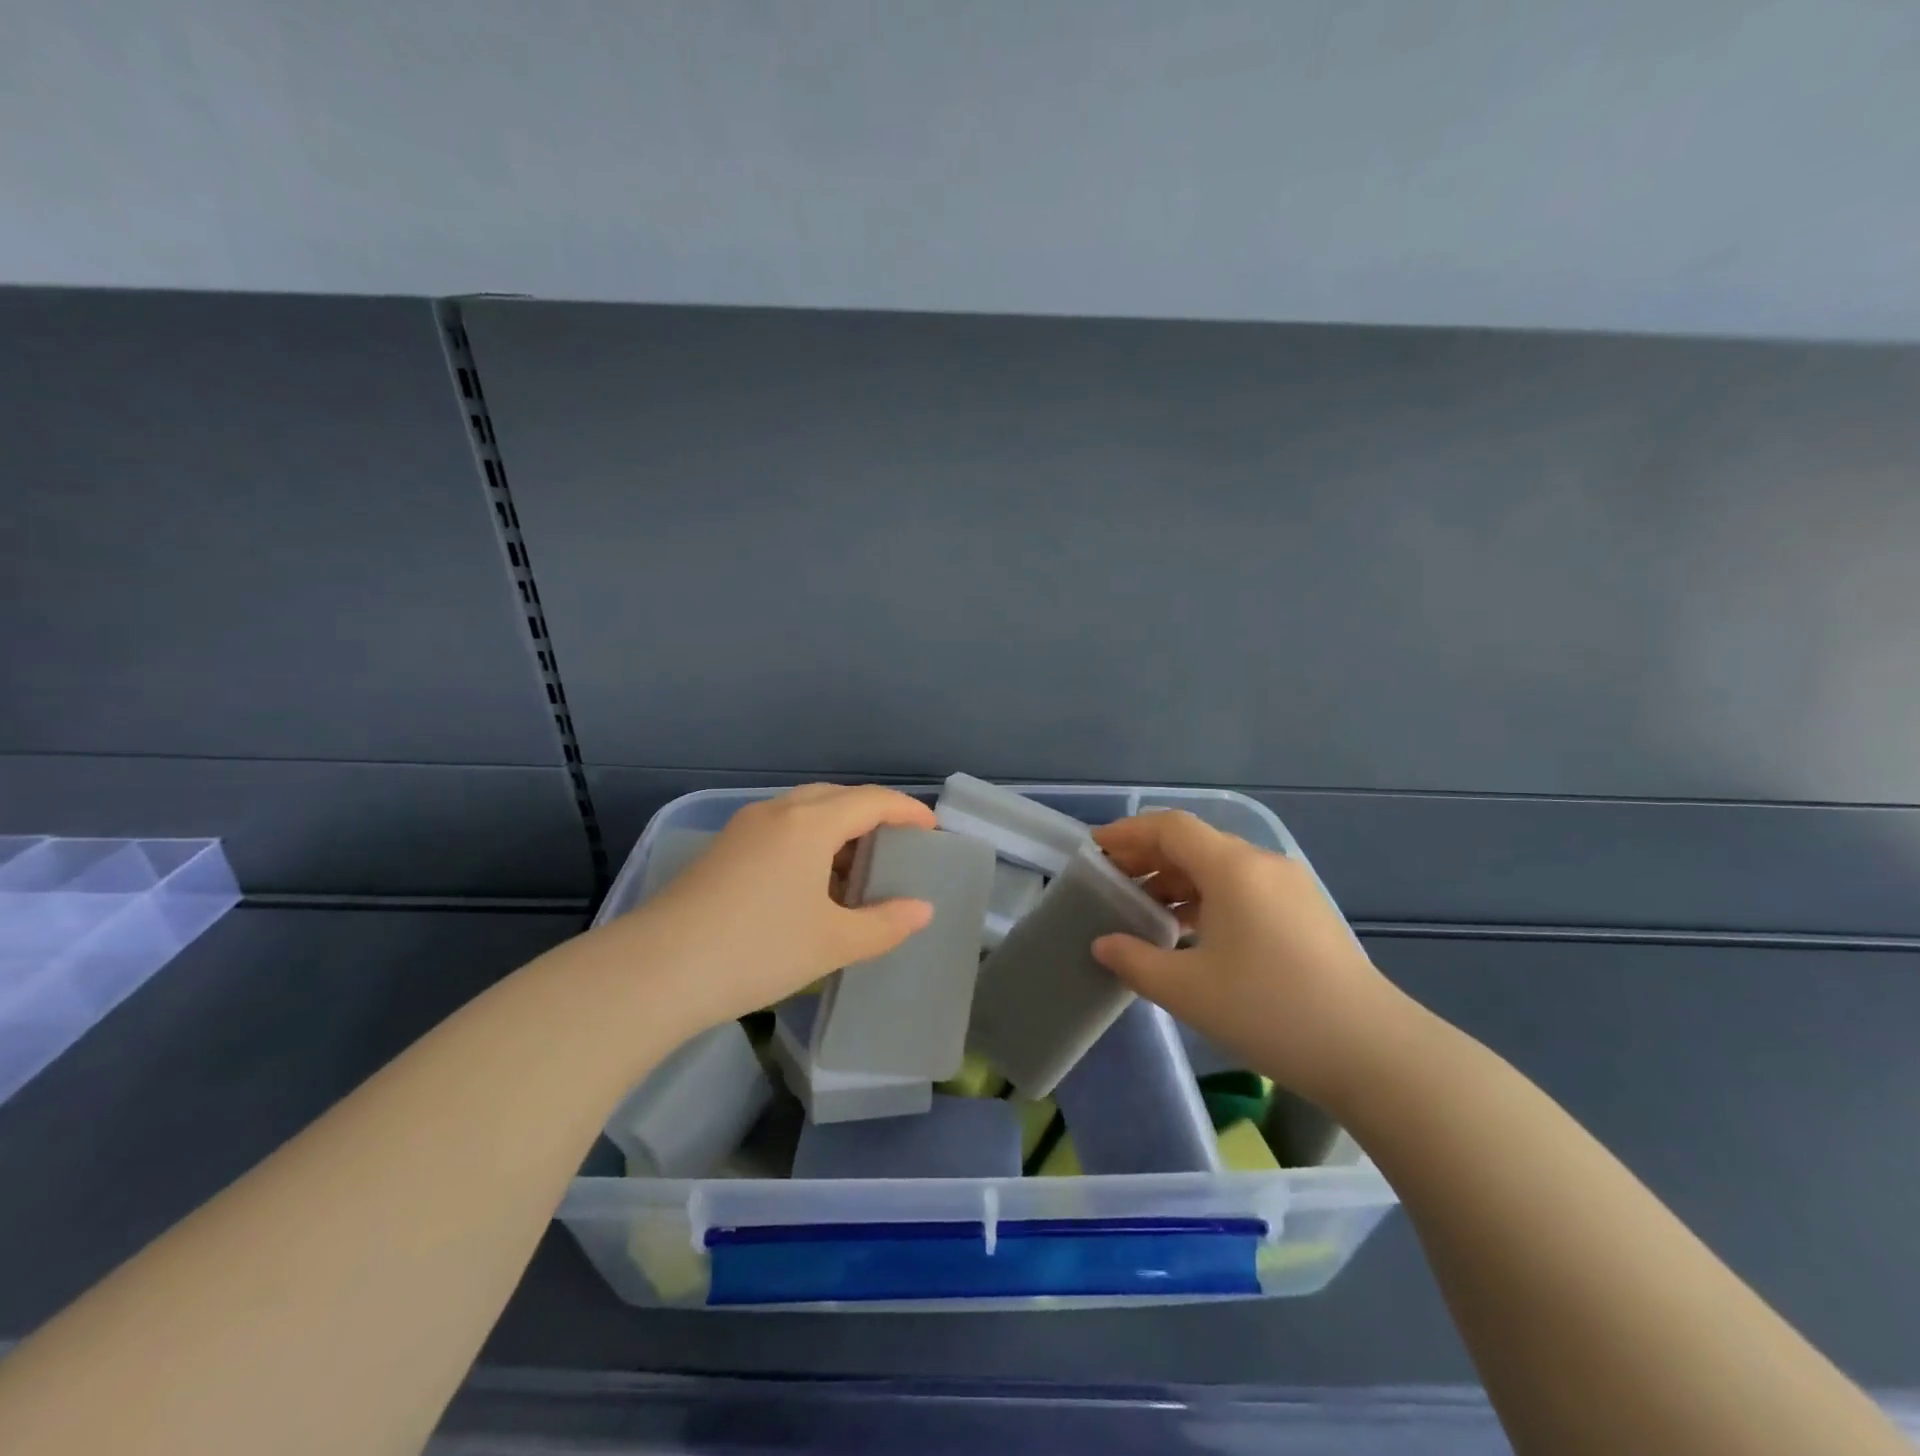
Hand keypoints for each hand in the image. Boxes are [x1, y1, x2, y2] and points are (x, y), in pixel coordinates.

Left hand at [598, 783, 936, 1036]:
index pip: (873, 800)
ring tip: (855, 874)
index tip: (932, 830)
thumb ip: (885, 924)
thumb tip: (922, 910)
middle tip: (895, 849)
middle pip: (837, 798)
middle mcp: (777, 812)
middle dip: (872, 817)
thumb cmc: (758, 949)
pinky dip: (807, 846)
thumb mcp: (832, 943)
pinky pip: (779, 832)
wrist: (655, 971)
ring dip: (837, 832)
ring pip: (804, 813)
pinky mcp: (721, 851)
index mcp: (810, 822)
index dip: (908, 811)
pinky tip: (809, 886)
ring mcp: (743, 829)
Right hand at [1090, 810, 1401, 1107]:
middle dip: (1148, 857)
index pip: (1170, 828)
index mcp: (1232, 868)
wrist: (1373, 1052)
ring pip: (1220, 867)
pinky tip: (1191, 930)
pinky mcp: (1305, 913)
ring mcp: (1289, 887)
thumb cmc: (1270, 1011)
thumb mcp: (1188, 990)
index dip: (1127, 833)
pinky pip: (1243, 888)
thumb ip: (1135, 961)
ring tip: (1144, 908)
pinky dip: (1207, 897)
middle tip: (1112, 881)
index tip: (1095, 851)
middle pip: (1194, 843)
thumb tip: (1103, 944)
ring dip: (1177, 880)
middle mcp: (1262, 864)